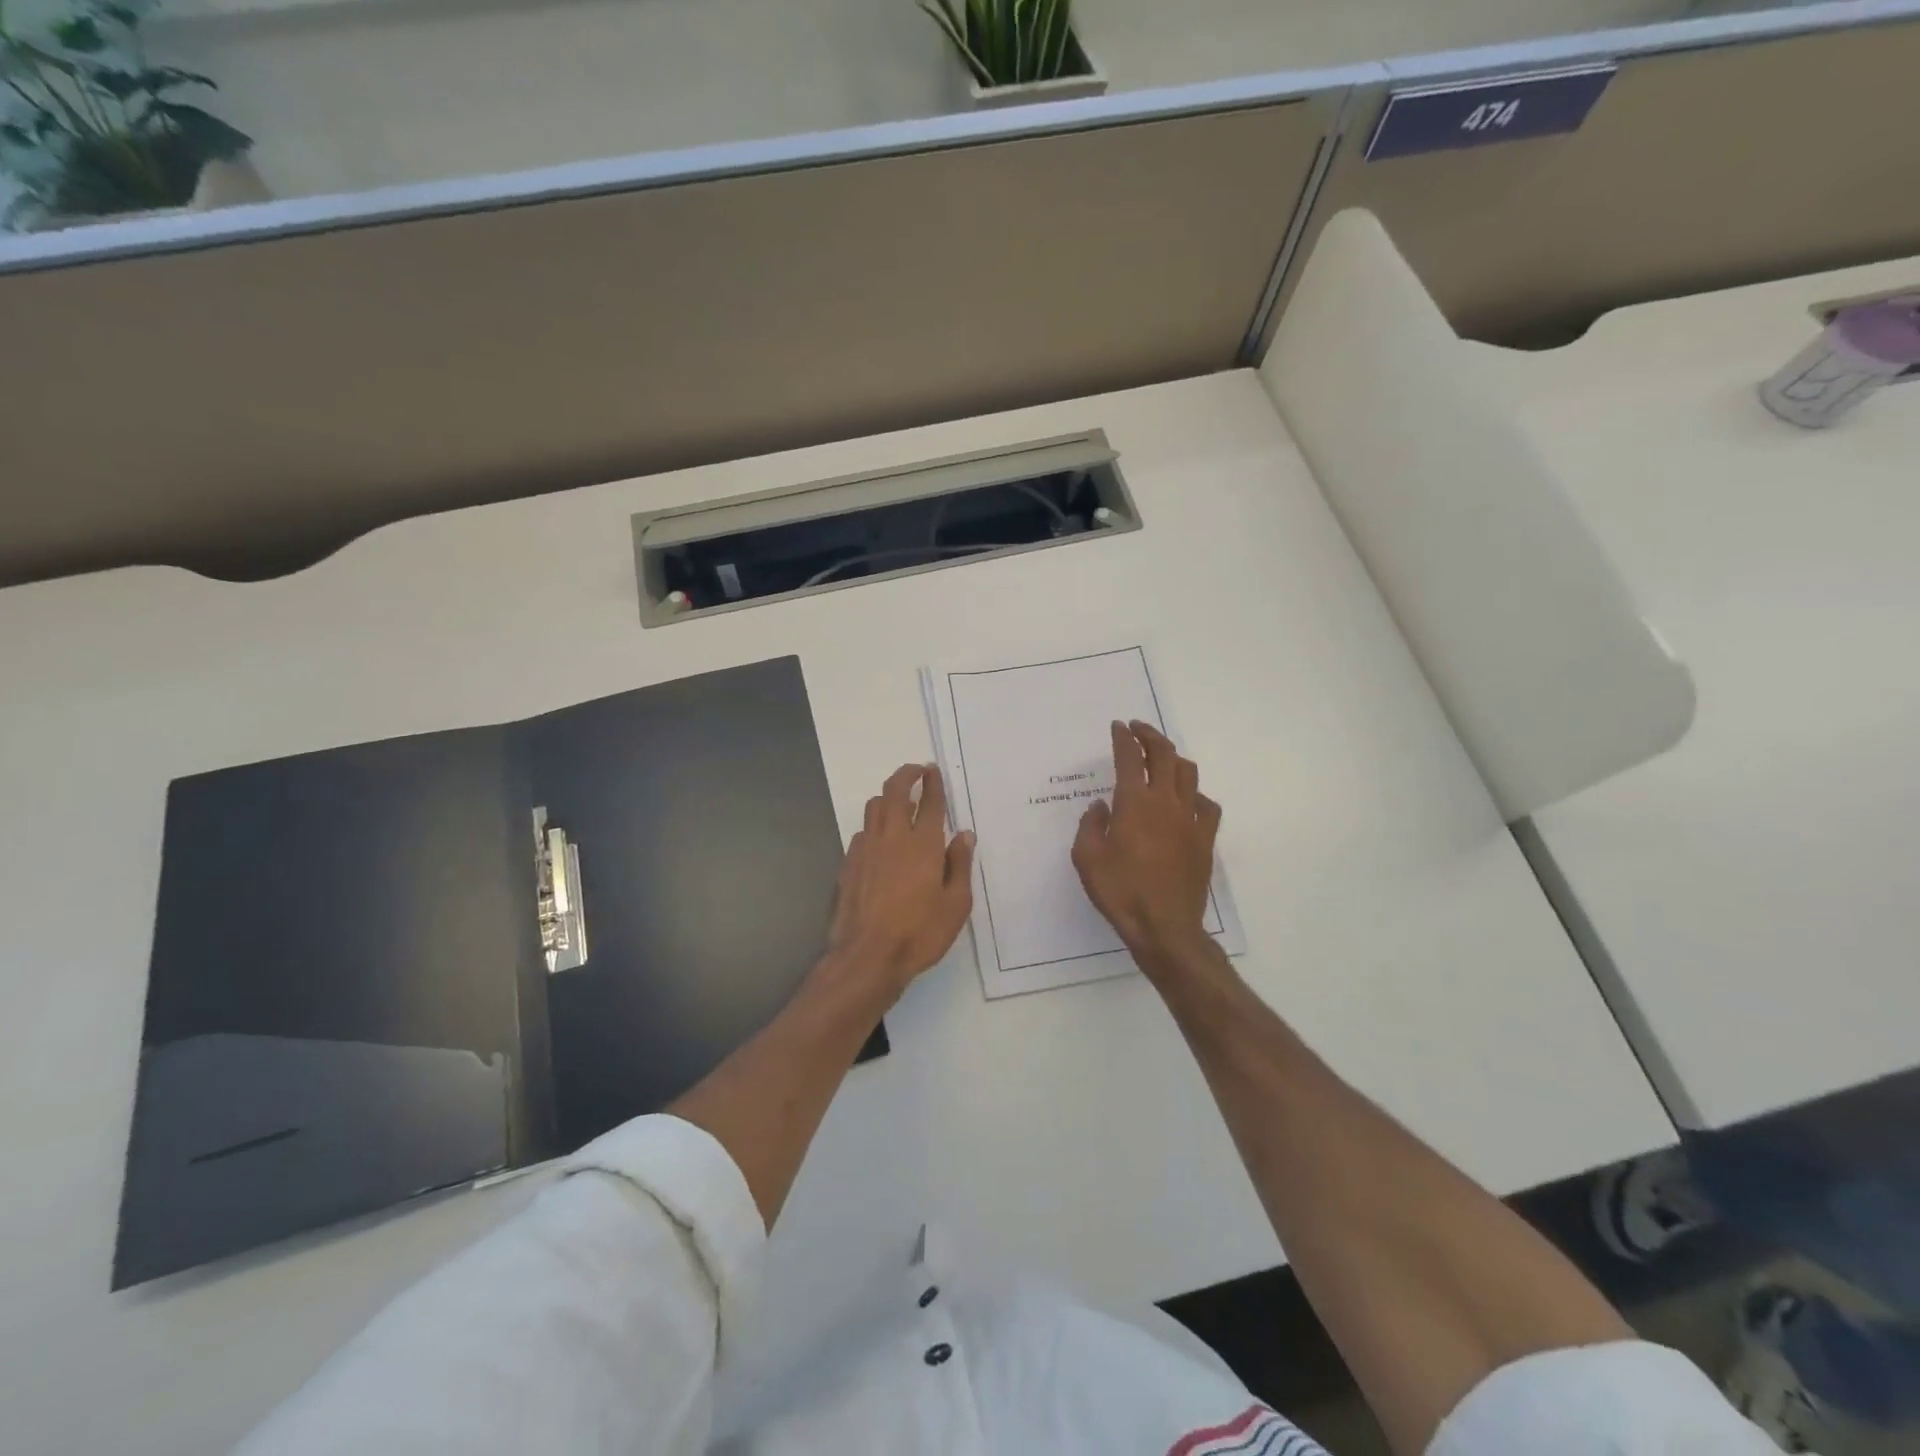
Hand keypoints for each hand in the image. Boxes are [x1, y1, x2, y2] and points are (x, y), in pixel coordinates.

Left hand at [824, 764, 974, 1003]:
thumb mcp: (956, 904)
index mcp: (923, 844)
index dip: (932, 782)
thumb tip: (964, 835)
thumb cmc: (919, 933)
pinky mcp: (849, 864)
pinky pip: (862, 832)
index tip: (933, 770)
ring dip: (888, 797)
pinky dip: (874, 826)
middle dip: (906, 775)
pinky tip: (880, 840)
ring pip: (874, 807)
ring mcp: (866, 849)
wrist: (867, 957)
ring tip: (899, 802)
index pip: (929, 802)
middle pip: (895, 791)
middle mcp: (892, 837)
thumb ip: (960, 865)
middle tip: (916, 771)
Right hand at [1072, 721, 1221, 968]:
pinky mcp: (1205, 838)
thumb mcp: (1086, 859)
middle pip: (1163, 754)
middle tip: (1138, 729)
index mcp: (1133, 803)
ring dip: (1173, 758)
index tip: (1118, 727)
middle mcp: (1165, 802)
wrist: (1165, 926)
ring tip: (1161, 758)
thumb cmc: (1120, 892)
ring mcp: (1190, 819)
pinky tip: (1187, 800)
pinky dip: (1195, 794)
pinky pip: (1207, 805)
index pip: (1129, 757)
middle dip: (1150, 735)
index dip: (1122, 738)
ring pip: (1188, 773)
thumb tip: (1101, 806)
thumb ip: (1090, 825)